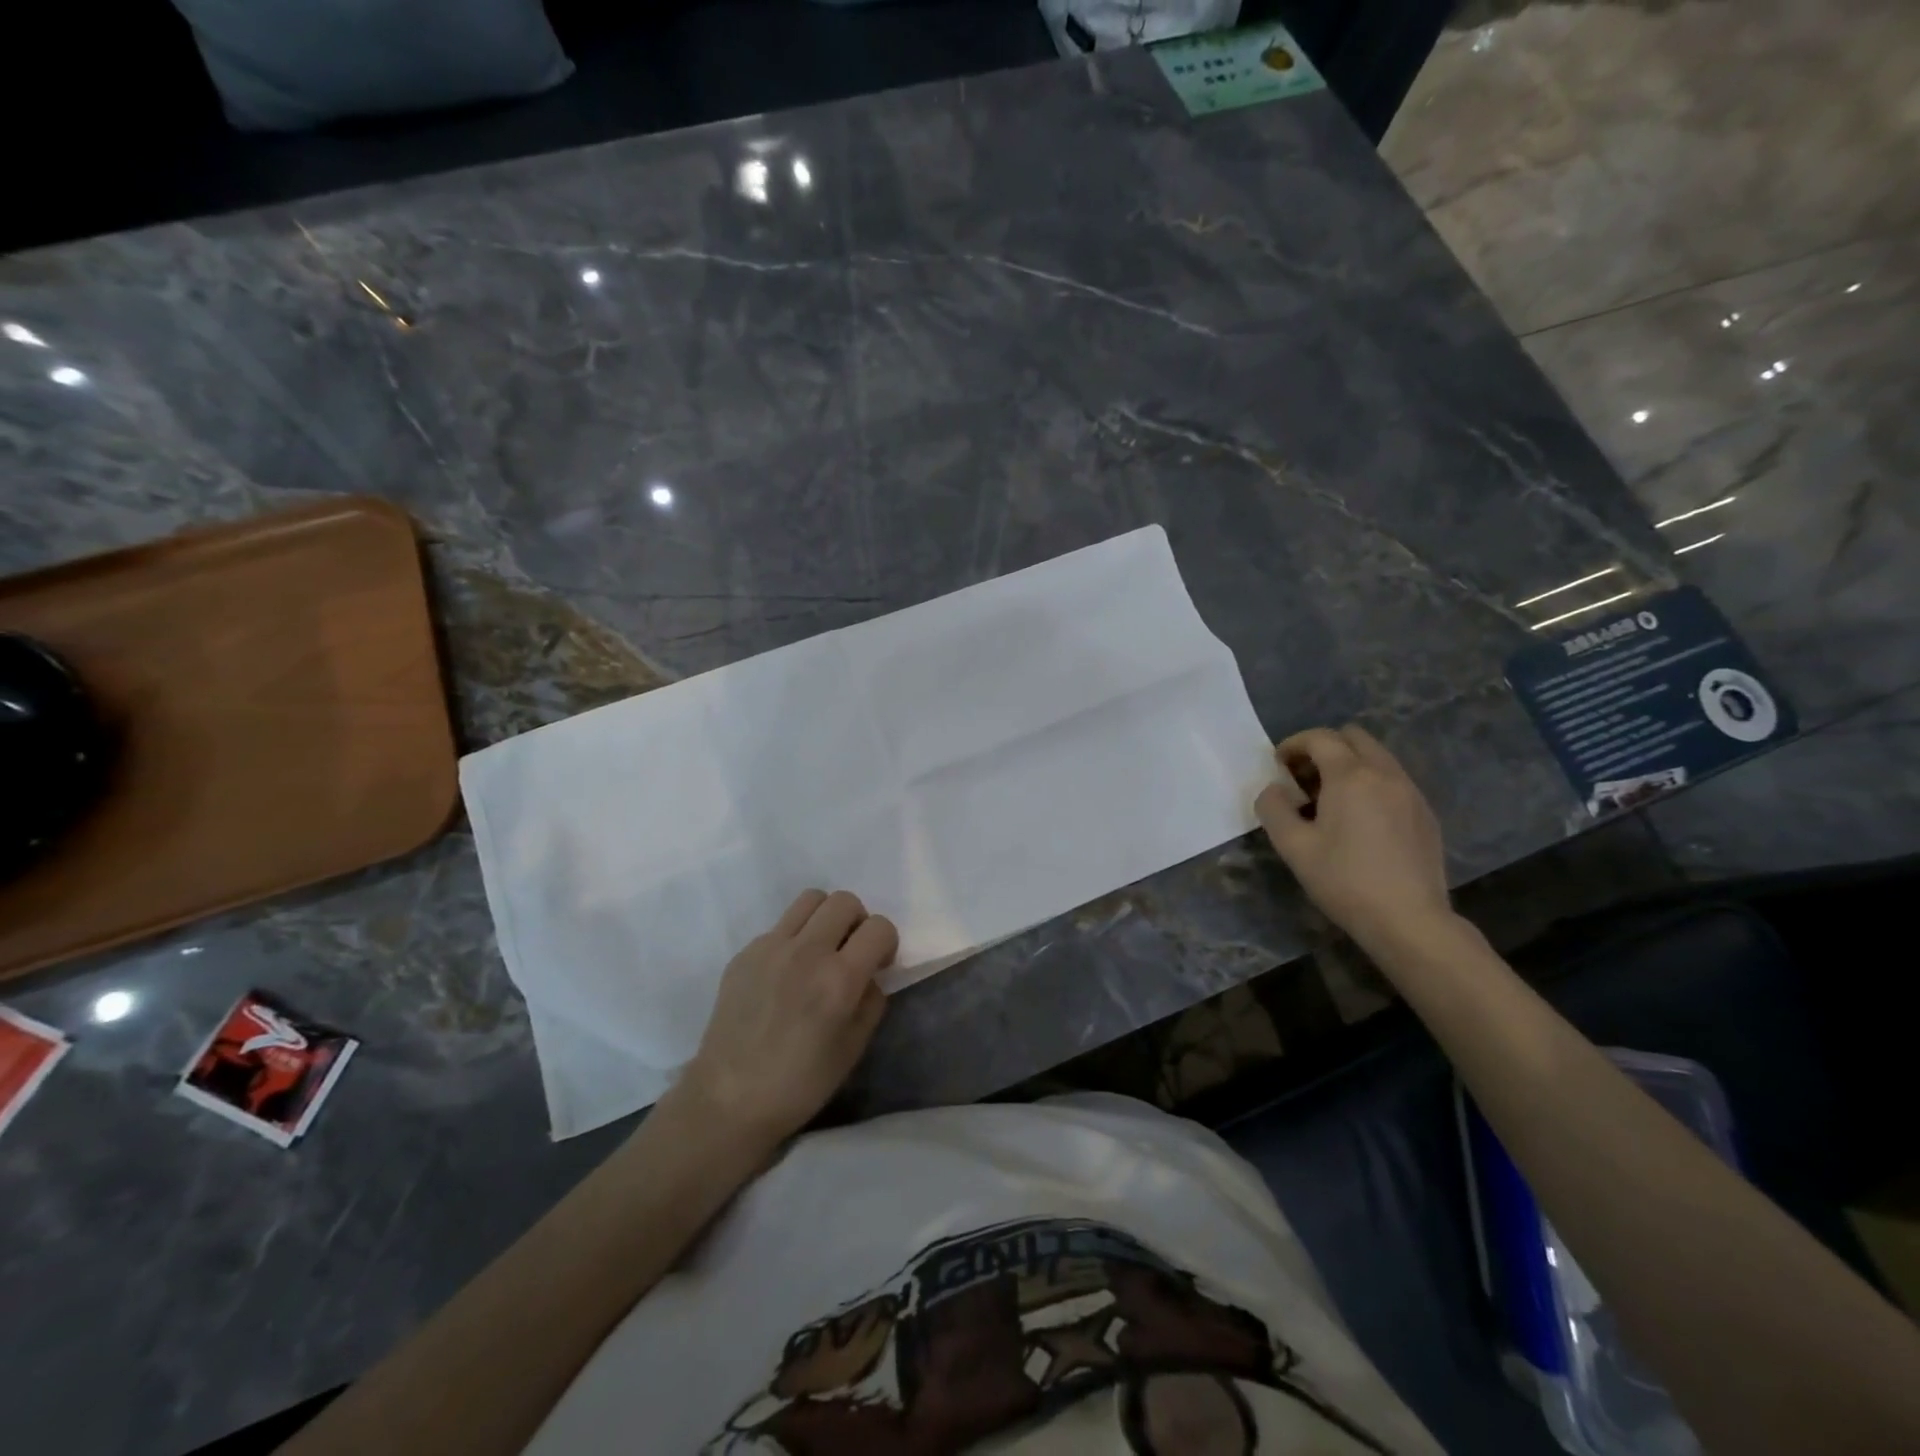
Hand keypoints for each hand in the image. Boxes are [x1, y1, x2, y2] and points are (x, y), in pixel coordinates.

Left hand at [672, 890, 897, 1149]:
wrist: (730, 1098)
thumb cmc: (800, 1083)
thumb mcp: (854, 1048)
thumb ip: (871, 1000)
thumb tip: (869, 973)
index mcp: (839, 979)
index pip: (879, 927)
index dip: (886, 942)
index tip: (878, 964)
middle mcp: (806, 951)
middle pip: (845, 901)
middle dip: (858, 922)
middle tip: (850, 952)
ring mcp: (771, 947)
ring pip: (810, 899)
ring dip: (825, 918)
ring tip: (820, 949)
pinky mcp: (745, 952)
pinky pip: (780, 926)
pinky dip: (793, 938)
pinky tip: (785, 974)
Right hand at [1254, 725, 1453, 951]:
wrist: (1409, 920)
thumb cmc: (1344, 881)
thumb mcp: (1293, 847)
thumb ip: (1274, 809)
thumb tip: (1274, 789)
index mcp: (1351, 776)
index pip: (1320, 738)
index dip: (1294, 744)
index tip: (1279, 766)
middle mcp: (1385, 774)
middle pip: (1354, 737)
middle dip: (1324, 748)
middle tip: (1305, 778)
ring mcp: (1411, 793)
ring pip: (1377, 757)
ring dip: (1349, 765)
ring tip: (1331, 800)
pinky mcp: (1425, 814)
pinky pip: (1394, 780)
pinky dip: (1372, 783)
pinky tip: (1361, 820)